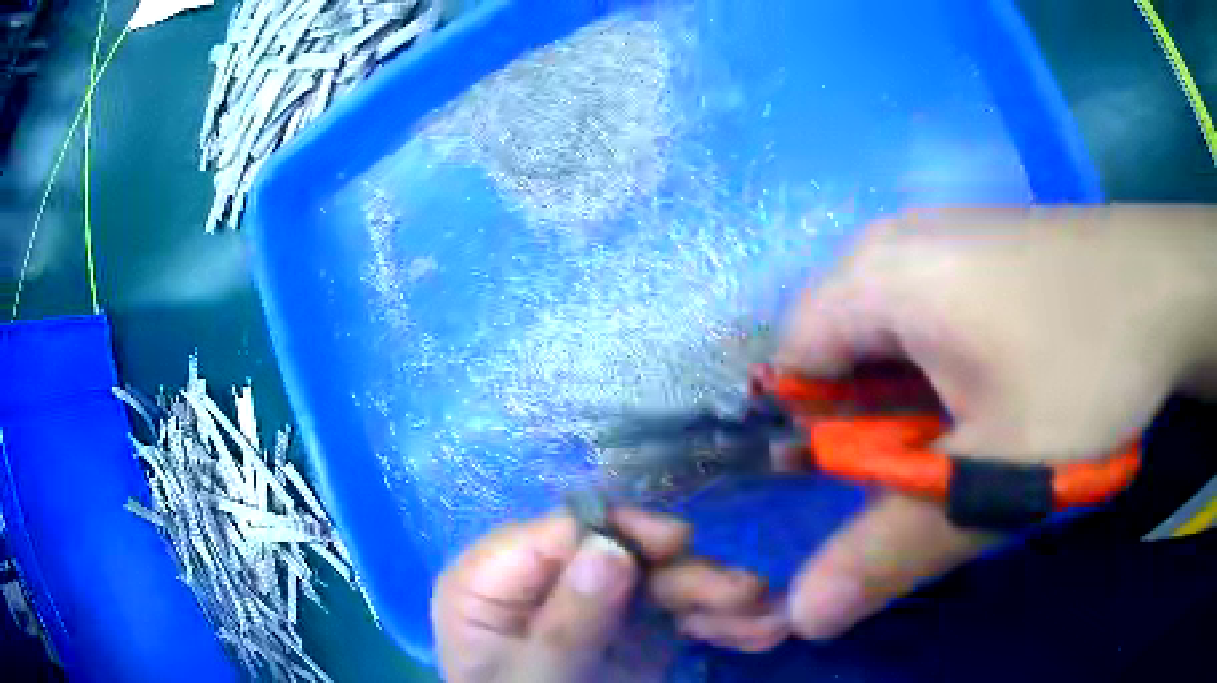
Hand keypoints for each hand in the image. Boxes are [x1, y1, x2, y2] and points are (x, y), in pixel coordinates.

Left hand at [432, 508, 787, 682]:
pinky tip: (757, 631)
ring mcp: (593, 602)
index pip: (560, 531)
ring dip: (718, 598)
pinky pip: (678, 613)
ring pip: (661, 582)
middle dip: (688, 573)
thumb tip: (610, 546)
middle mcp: (547, 578)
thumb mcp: (533, 677)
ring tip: (768, 620)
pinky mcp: (628, 628)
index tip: (680, 541)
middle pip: (622, 554)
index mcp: (492, 577)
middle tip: (747, 595)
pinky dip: (718, 622)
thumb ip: (566, 622)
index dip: (621, 527)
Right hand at [777, 205, 1216, 639]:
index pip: (789, 364)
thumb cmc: (1087, 365)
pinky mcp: (981, 246)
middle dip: (865, 420)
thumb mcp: (996, 475)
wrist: (1167, 286)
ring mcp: (944, 236)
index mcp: (879, 276)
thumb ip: (892, 550)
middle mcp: (897, 242)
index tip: (863, 485)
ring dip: (910, 398)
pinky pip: (929, 313)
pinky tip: (1000, 383)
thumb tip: (802, 617)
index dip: (806, 434)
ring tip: (973, 427)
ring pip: (889, 335)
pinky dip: (944, 365)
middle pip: (838, 349)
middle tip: (930, 463)